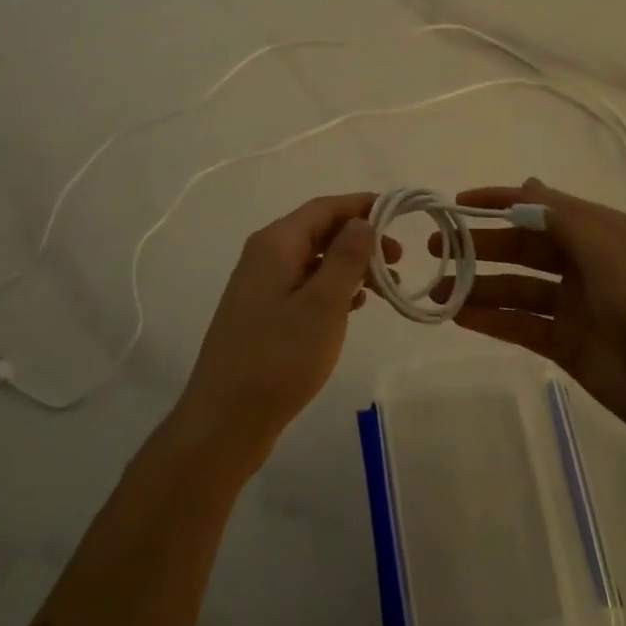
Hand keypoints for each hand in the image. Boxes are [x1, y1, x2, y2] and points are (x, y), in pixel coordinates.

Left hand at [174, 193, 399, 469]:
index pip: (323, 208)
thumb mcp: (322, 305)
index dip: (361, 205)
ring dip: (350, 266)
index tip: (400, 214)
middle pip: (318, 231)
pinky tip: (355, 307)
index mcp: (275, 244)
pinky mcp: (262, 315)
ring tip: (385, 287)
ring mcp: (260, 288)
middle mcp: (263, 257)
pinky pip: (304, 287)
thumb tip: (361, 221)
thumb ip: (345, 258)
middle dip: (360, 238)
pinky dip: (332, 289)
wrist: (225, 420)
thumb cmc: (278, 359)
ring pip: (313, 261)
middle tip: (398, 260)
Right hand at [433, 178, 625, 454]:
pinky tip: (460, 317)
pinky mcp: (566, 344)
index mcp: (600, 235)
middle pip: (523, 248)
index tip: (457, 203)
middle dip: (481, 246)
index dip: (500, 202)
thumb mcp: (610, 253)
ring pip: (517, 288)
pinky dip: (492, 320)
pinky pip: (521, 325)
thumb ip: (564, 220)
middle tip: (436, 250)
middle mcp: (584, 265)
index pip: (541, 208)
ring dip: (479, 286)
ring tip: (437, 290)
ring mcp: (574, 306)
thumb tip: (528, 185)